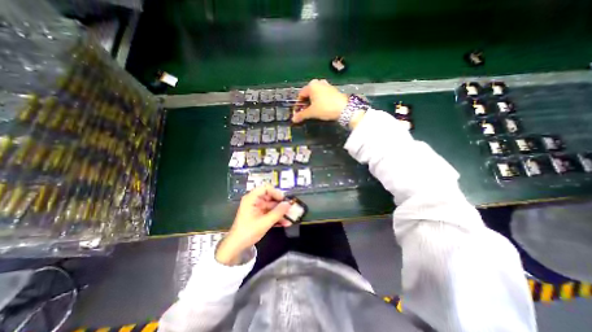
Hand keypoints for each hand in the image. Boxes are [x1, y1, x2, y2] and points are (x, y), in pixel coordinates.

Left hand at [216, 185, 291, 264]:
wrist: (237, 246)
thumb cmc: (248, 232)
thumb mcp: (264, 222)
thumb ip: (277, 212)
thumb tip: (289, 204)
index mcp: (252, 199)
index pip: (265, 188)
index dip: (276, 192)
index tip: (284, 199)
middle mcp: (255, 201)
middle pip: (271, 197)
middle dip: (281, 203)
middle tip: (291, 208)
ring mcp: (258, 208)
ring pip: (272, 206)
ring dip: (281, 212)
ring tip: (291, 216)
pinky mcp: (260, 215)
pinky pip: (271, 213)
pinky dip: (277, 217)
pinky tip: (286, 222)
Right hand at [293, 79, 346, 122]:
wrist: (344, 109)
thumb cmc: (325, 108)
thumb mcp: (312, 112)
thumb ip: (301, 115)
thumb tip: (293, 119)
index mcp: (311, 85)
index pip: (300, 95)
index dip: (298, 105)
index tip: (298, 114)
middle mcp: (318, 82)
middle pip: (308, 95)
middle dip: (305, 104)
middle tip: (305, 114)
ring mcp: (326, 85)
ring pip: (315, 95)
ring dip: (312, 104)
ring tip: (313, 112)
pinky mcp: (332, 90)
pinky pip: (322, 95)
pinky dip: (319, 102)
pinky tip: (321, 109)